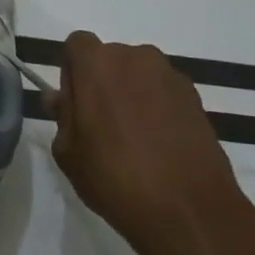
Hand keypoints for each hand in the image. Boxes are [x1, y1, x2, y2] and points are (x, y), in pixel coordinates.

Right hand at [46, 32, 254, 254]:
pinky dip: (157, 108)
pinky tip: (158, 145)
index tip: (75, 105)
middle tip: (100, 126)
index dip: (72, 72)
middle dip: (102, 82)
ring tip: (132, 139)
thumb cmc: (114, 179)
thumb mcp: (69, 153)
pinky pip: (164, 92)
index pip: (77, 44)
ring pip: (138, 75)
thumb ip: (62, 117)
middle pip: (110, 58)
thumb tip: (59, 99)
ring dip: (131, 94)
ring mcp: (170, 76)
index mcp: (98, 64)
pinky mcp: (195, 97)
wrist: (188, 210)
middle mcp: (135, 57)